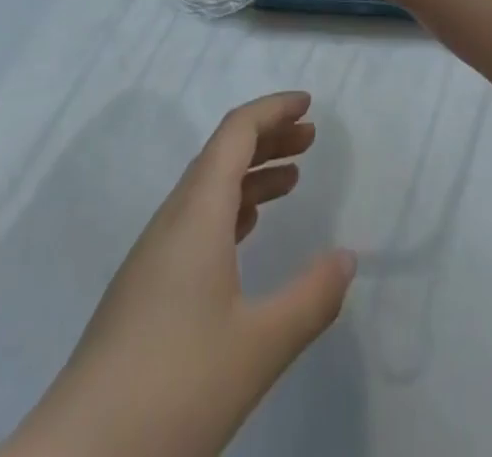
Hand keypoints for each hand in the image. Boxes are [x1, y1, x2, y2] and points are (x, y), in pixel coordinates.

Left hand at [1, 92, 355, 456]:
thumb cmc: (174, 388)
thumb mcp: (259, 347)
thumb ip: (311, 298)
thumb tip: (347, 258)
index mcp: (197, 213)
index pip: (236, 132)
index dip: (273, 110)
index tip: (308, 104)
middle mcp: (172, 220)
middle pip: (221, 154)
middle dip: (267, 138)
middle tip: (310, 138)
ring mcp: (153, 255)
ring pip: (207, 189)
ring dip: (250, 174)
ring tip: (291, 180)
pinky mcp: (143, 289)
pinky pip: (195, 221)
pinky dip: (230, 209)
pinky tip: (246, 233)